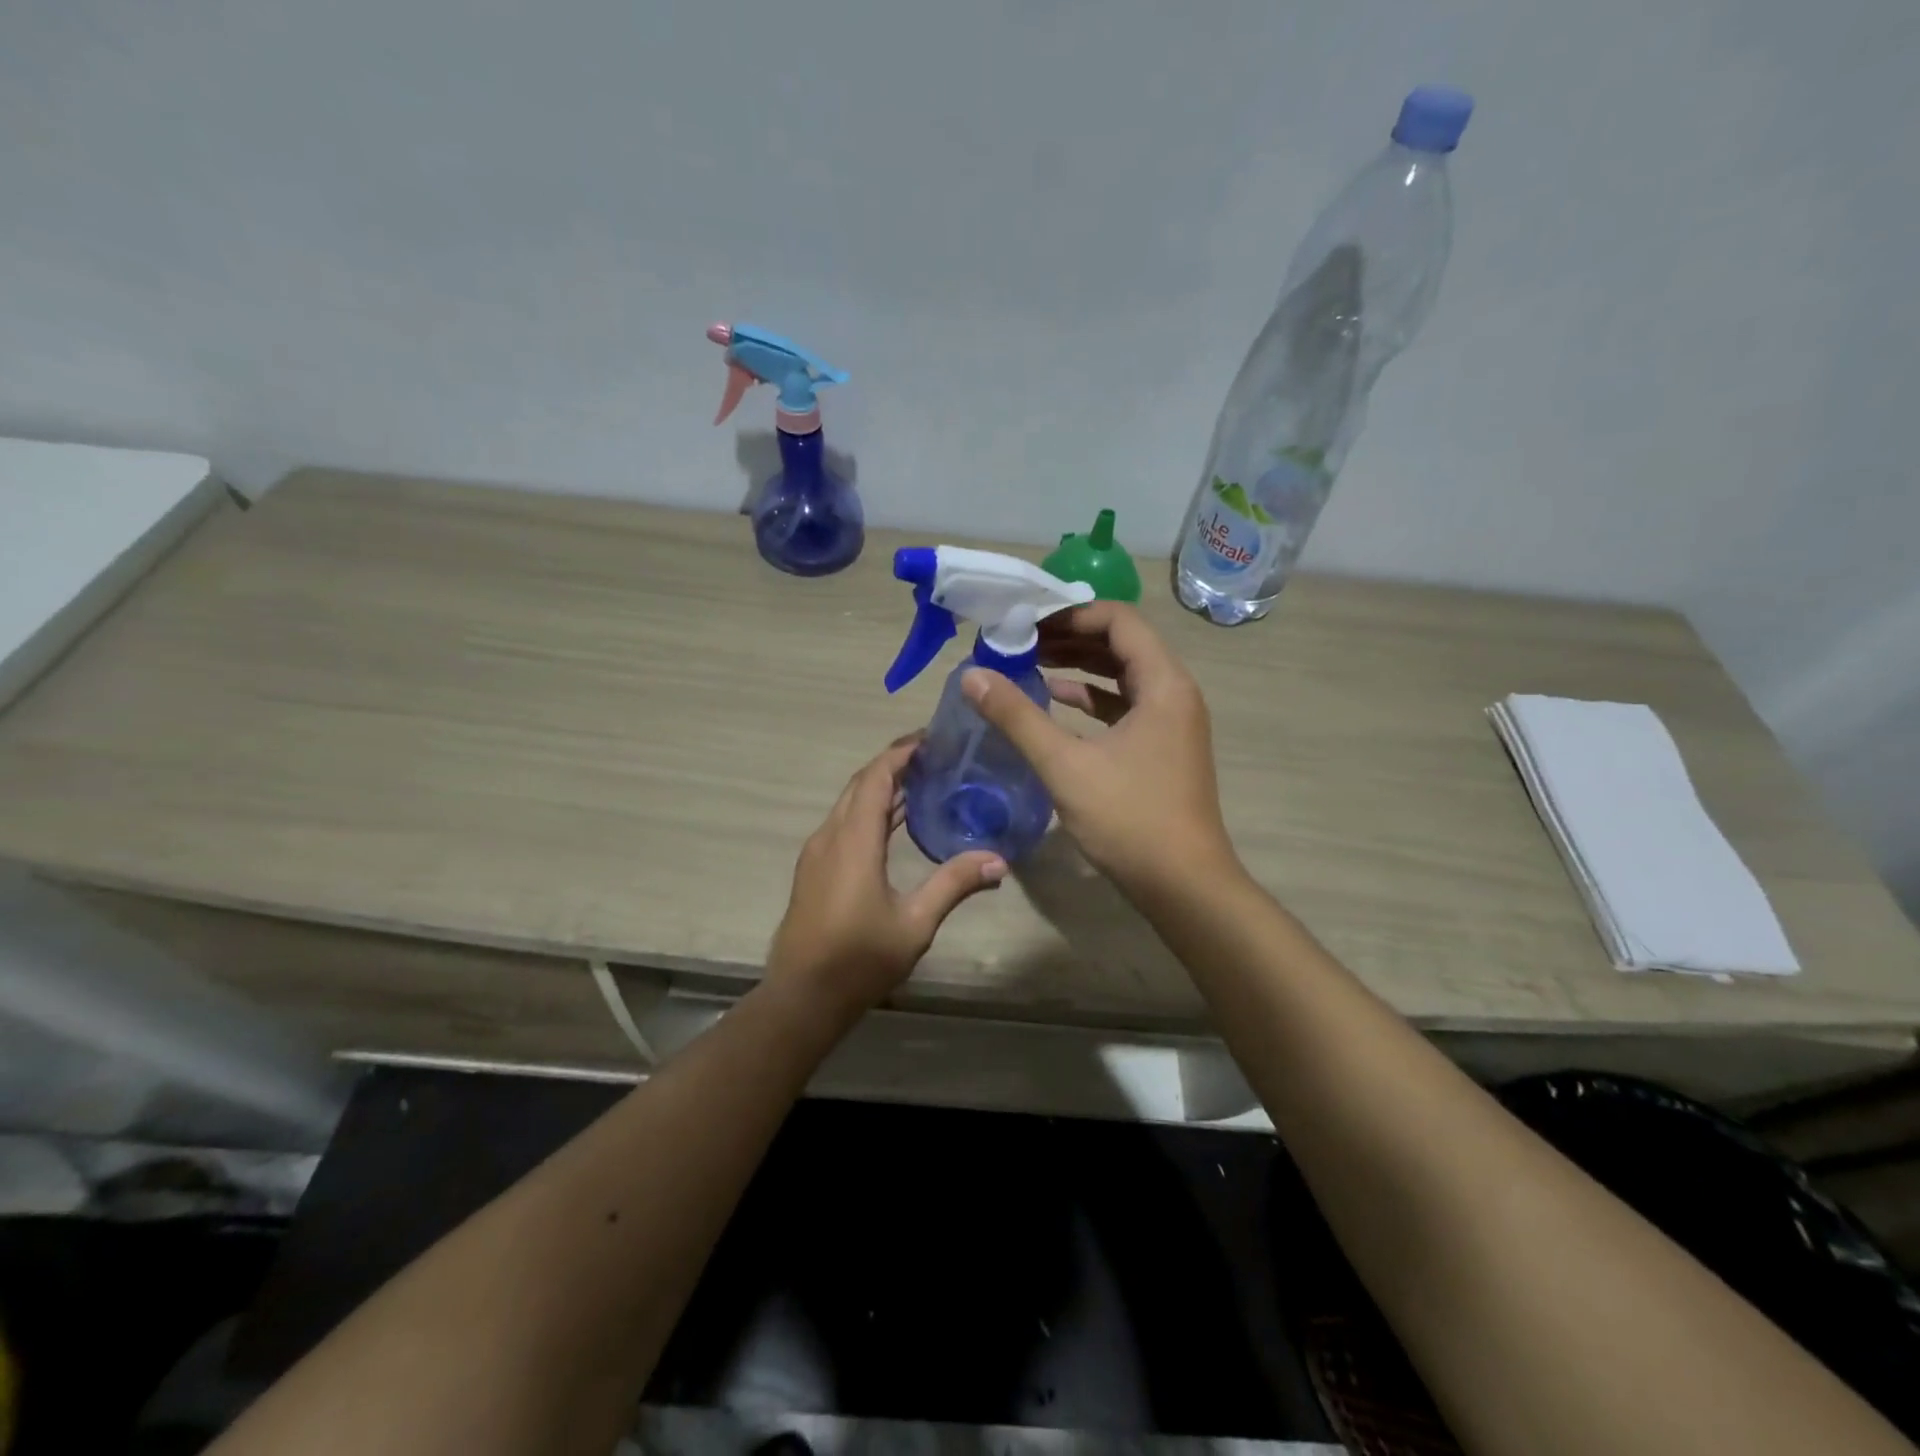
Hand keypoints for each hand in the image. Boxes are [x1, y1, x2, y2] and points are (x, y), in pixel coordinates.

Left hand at [765, 736, 1006, 1026]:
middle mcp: (830, 836)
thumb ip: (953, 884)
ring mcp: (817, 853)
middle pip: (861, 784)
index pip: (876, 778)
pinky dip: (870, 810)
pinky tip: (896, 824)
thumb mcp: (915, 924)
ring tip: (923, 782)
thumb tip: (999, 860)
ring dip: (881, 787)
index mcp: (853, 840)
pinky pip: (844, 823)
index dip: (900, 753)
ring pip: (849, 803)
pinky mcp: (814, 870)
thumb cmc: (859, 959)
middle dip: (894, 764)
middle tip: (934, 757)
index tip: (930, 739)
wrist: (802, 997)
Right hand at [961, 602, 1234, 896]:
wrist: (1183, 886)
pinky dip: (1092, 699)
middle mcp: (1175, 693)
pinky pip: (1126, 706)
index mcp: (1163, 683)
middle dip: (1070, 637)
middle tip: (1019, 641)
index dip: (1070, 614)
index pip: (1118, 620)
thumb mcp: (1065, 765)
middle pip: (1122, 644)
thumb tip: (972, 675)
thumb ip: (1017, 717)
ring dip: (1079, 666)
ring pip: (1123, 676)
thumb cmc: (1129, 819)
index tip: (1025, 621)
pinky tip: (1056, 701)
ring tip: (1029, 663)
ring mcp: (1172, 722)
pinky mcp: (1163, 748)